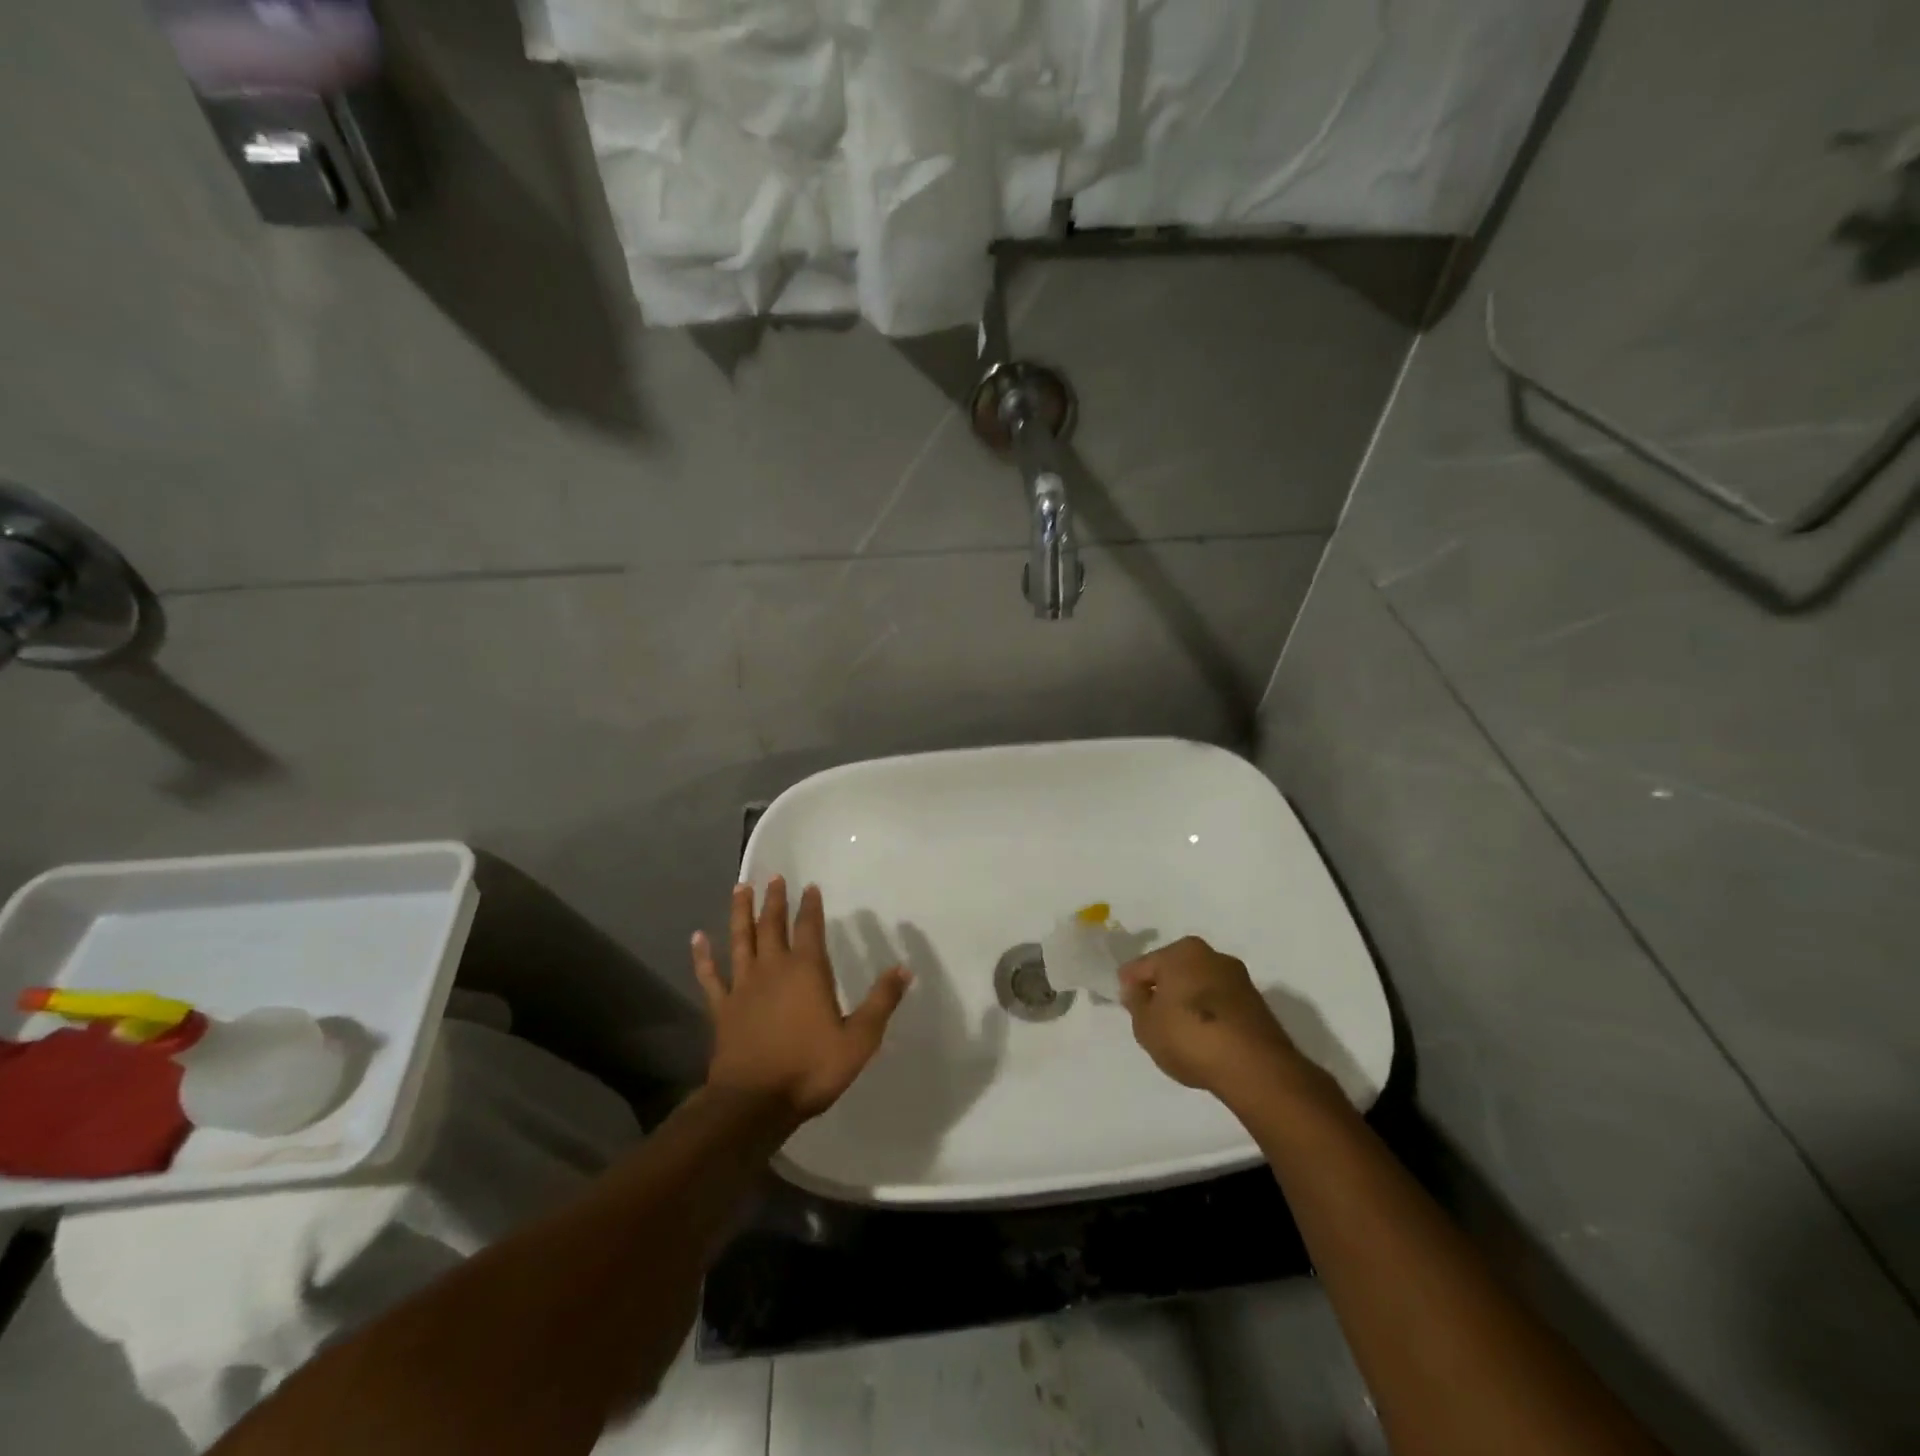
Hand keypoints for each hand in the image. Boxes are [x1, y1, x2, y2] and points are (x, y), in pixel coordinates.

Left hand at [693, 879, 909, 1122]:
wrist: (754, 1103)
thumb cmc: (810, 1068)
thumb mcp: (859, 1039)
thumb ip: (881, 1001)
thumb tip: (904, 968)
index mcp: (807, 971)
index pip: (809, 927)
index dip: (810, 906)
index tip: (809, 886)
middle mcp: (773, 969)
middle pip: (772, 925)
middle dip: (773, 900)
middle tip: (773, 876)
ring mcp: (743, 987)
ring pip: (740, 940)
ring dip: (740, 913)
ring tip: (740, 888)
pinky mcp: (722, 1009)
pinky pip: (710, 976)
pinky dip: (703, 956)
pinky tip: (697, 938)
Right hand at [1119, 937, 1314, 1107]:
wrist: (1255, 1068)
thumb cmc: (1190, 1036)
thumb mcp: (1146, 1024)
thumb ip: (1135, 1002)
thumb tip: (1137, 989)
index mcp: (1181, 951)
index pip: (1143, 965)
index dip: (1130, 986)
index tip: (1127, 1006)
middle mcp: (1212, 955)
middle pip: (1174, 971)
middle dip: (1162, 990)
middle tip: (1151, 1018)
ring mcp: (1238, 978)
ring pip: (1200, 986)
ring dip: (1188, 1002)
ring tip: (1179, 1032)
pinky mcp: (1257, 1003)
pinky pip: (1220, 1004)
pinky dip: (1210, 1015)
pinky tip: (1204, 1038)